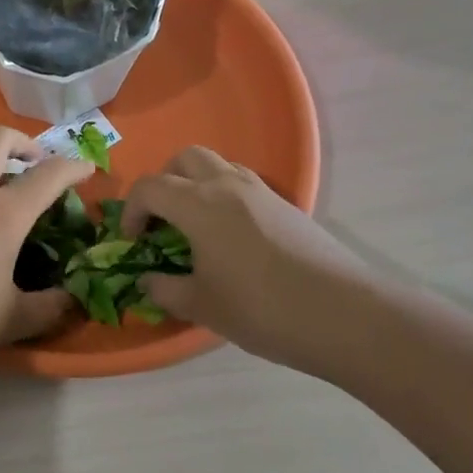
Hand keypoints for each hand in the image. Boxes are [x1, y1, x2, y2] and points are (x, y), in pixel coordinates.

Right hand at [123, 146, 377, 374]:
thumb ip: (165, 289)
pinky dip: (223, 196)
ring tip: (194, 225)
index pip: (150, 187)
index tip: (131, 241)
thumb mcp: (202, 306)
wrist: (342, 314)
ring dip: (195, 184)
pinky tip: (230, 236)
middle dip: (164, 182)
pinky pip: (242, 183)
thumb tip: (147, 280)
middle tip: (161, 219)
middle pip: (184, 158)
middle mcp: (227, 185)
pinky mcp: (286, 205)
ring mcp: (261, 191)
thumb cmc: (261, 308)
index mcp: (198, 204)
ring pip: (217, 165)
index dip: (131, 210)